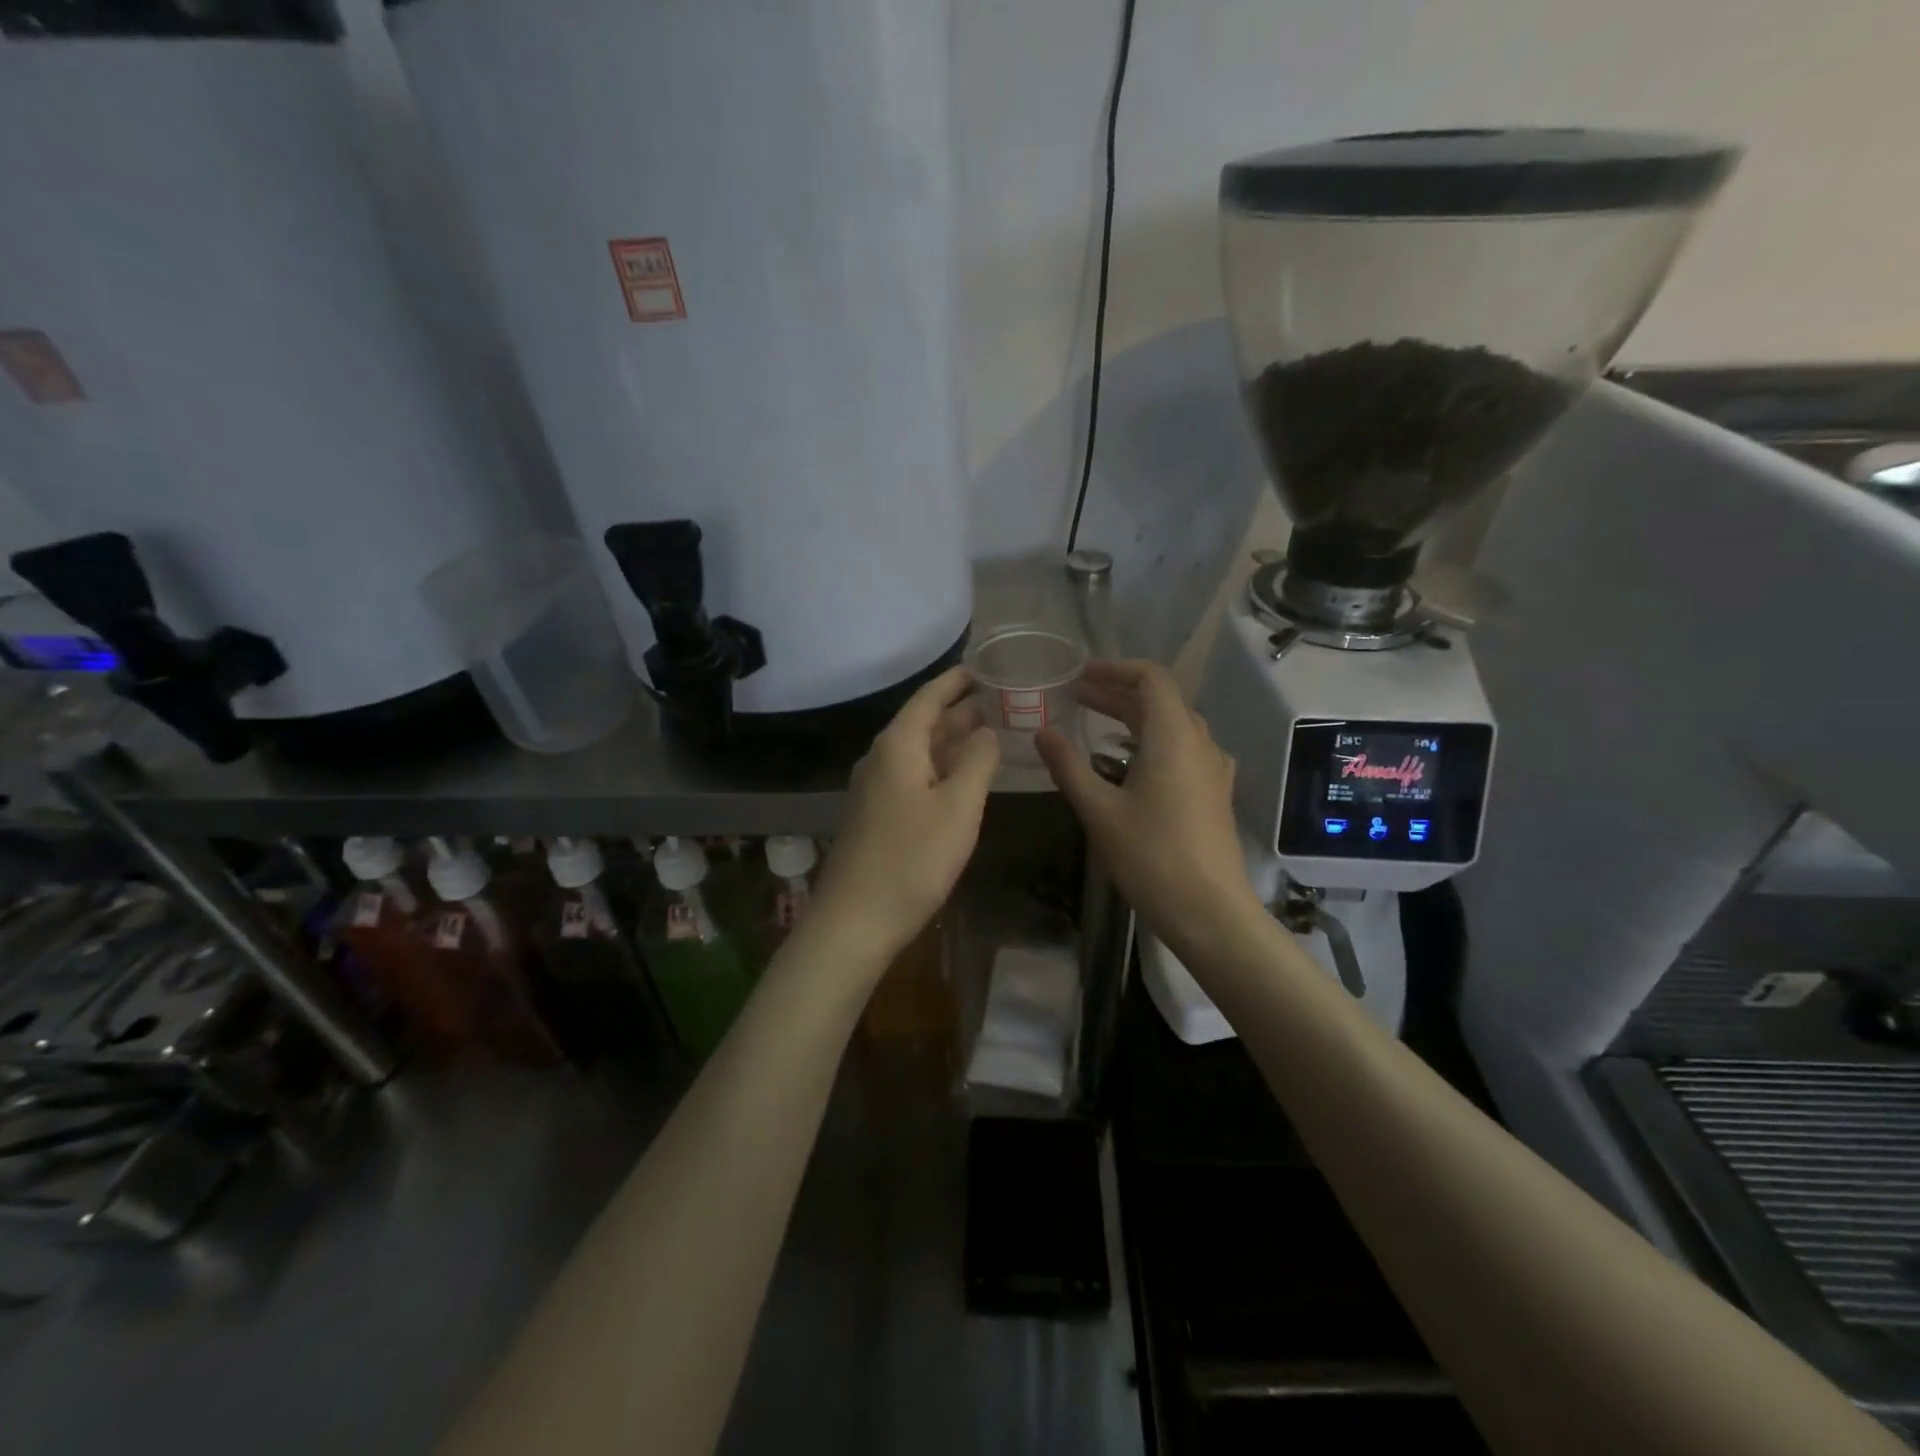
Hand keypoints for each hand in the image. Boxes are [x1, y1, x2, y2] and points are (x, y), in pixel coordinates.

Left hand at [811, 666, 999, 965]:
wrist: (855, 920)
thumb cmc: (912, 859)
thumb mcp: (958, 807)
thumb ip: (978, 762)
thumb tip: (986, 731)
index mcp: (898, 746)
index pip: (929, 698)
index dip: (957, 680)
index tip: (985, 666)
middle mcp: (882, 759)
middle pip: (925, 723)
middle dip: (962, 710)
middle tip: (1002, 700)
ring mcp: (877, 789)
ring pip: (921, 752)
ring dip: (954, 741)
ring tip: (992, 732)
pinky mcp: (879, 816)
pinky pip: (915, 777)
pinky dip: (943, 769)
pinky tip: (965, 779)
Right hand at [1036, 660, 1263, 956]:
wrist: (1210, 911)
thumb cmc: (1151, 857)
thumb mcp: (1099, 811)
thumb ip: (1068, 766)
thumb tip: (1042, 733)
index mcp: (1173, 736)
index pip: (1152, 678)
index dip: (1116, 670)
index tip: (1081, 676)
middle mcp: (1199, 742)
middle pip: (1161, 699)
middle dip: (1118, 693)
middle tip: (1077, 698)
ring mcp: (1213, 768)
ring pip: (1174, 724)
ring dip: (1135, 717)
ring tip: (1096, 724)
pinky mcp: (1215, 791)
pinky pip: (1183, 748)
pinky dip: (1153, 740)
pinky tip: (1130, 762)